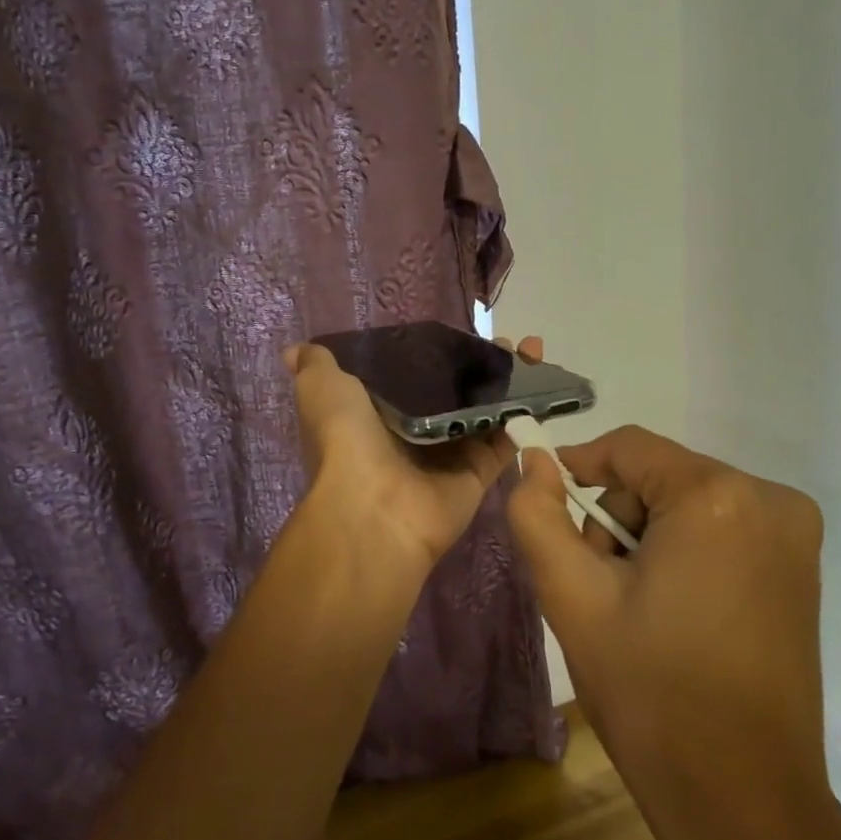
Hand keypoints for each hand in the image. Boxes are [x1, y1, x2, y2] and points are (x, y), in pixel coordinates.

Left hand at [284, 334, 543, 570]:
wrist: (374, 507)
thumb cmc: (347, 440)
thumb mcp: (321, 390)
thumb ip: (316, 366)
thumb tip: (296, 349)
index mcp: (379, 412)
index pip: (413, 374)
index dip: (437, 351)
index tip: (462, 331)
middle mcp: (415, 432)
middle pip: (456, 391)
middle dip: (483, 365)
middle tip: (510, 341)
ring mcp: (449, 455)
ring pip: (487, 412)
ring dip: (511, 384)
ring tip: (533, 352)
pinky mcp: (477, 475)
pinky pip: (505, 443)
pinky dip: (523, 418)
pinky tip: (544, 386)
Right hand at [510, 430, 840, 839]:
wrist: (744, 802)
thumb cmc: (651, 694)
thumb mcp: (573, 598)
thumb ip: (537, 516)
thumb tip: (534, 462)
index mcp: (715, 497)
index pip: (629, 447)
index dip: (578, 467)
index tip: (548, 508)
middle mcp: (768, 498)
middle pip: (660, 475)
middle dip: (618, 518)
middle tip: (598, 585)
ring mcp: (795, 533)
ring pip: (689, 502)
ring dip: (649, 537)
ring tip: (635, 607)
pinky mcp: (802, 566)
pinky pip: (722, 528)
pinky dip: (686, 551)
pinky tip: (674, 609)